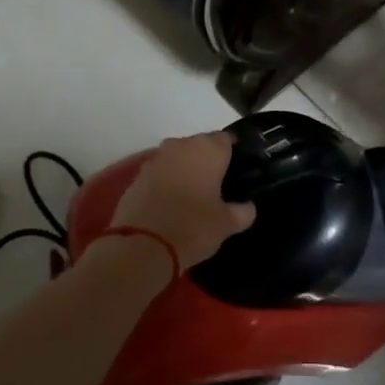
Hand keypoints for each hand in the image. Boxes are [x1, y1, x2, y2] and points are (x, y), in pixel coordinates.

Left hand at [109, 132, 255, 268]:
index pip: (227, 139)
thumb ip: (242, 212)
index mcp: (209, 149)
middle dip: (208, 161)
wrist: (141, 245)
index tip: (238, 170)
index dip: (233, 153)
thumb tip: (248, 207)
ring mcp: (156, 158)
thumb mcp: (226, 224)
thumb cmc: (192, 227)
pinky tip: (171, 203)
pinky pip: (159, 173)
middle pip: (200, 145)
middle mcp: (182, 145)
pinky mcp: (137, 175)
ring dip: (185, 170)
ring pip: (178, 157)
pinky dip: (166, 182)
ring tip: (194, 195)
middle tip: (218, 185)